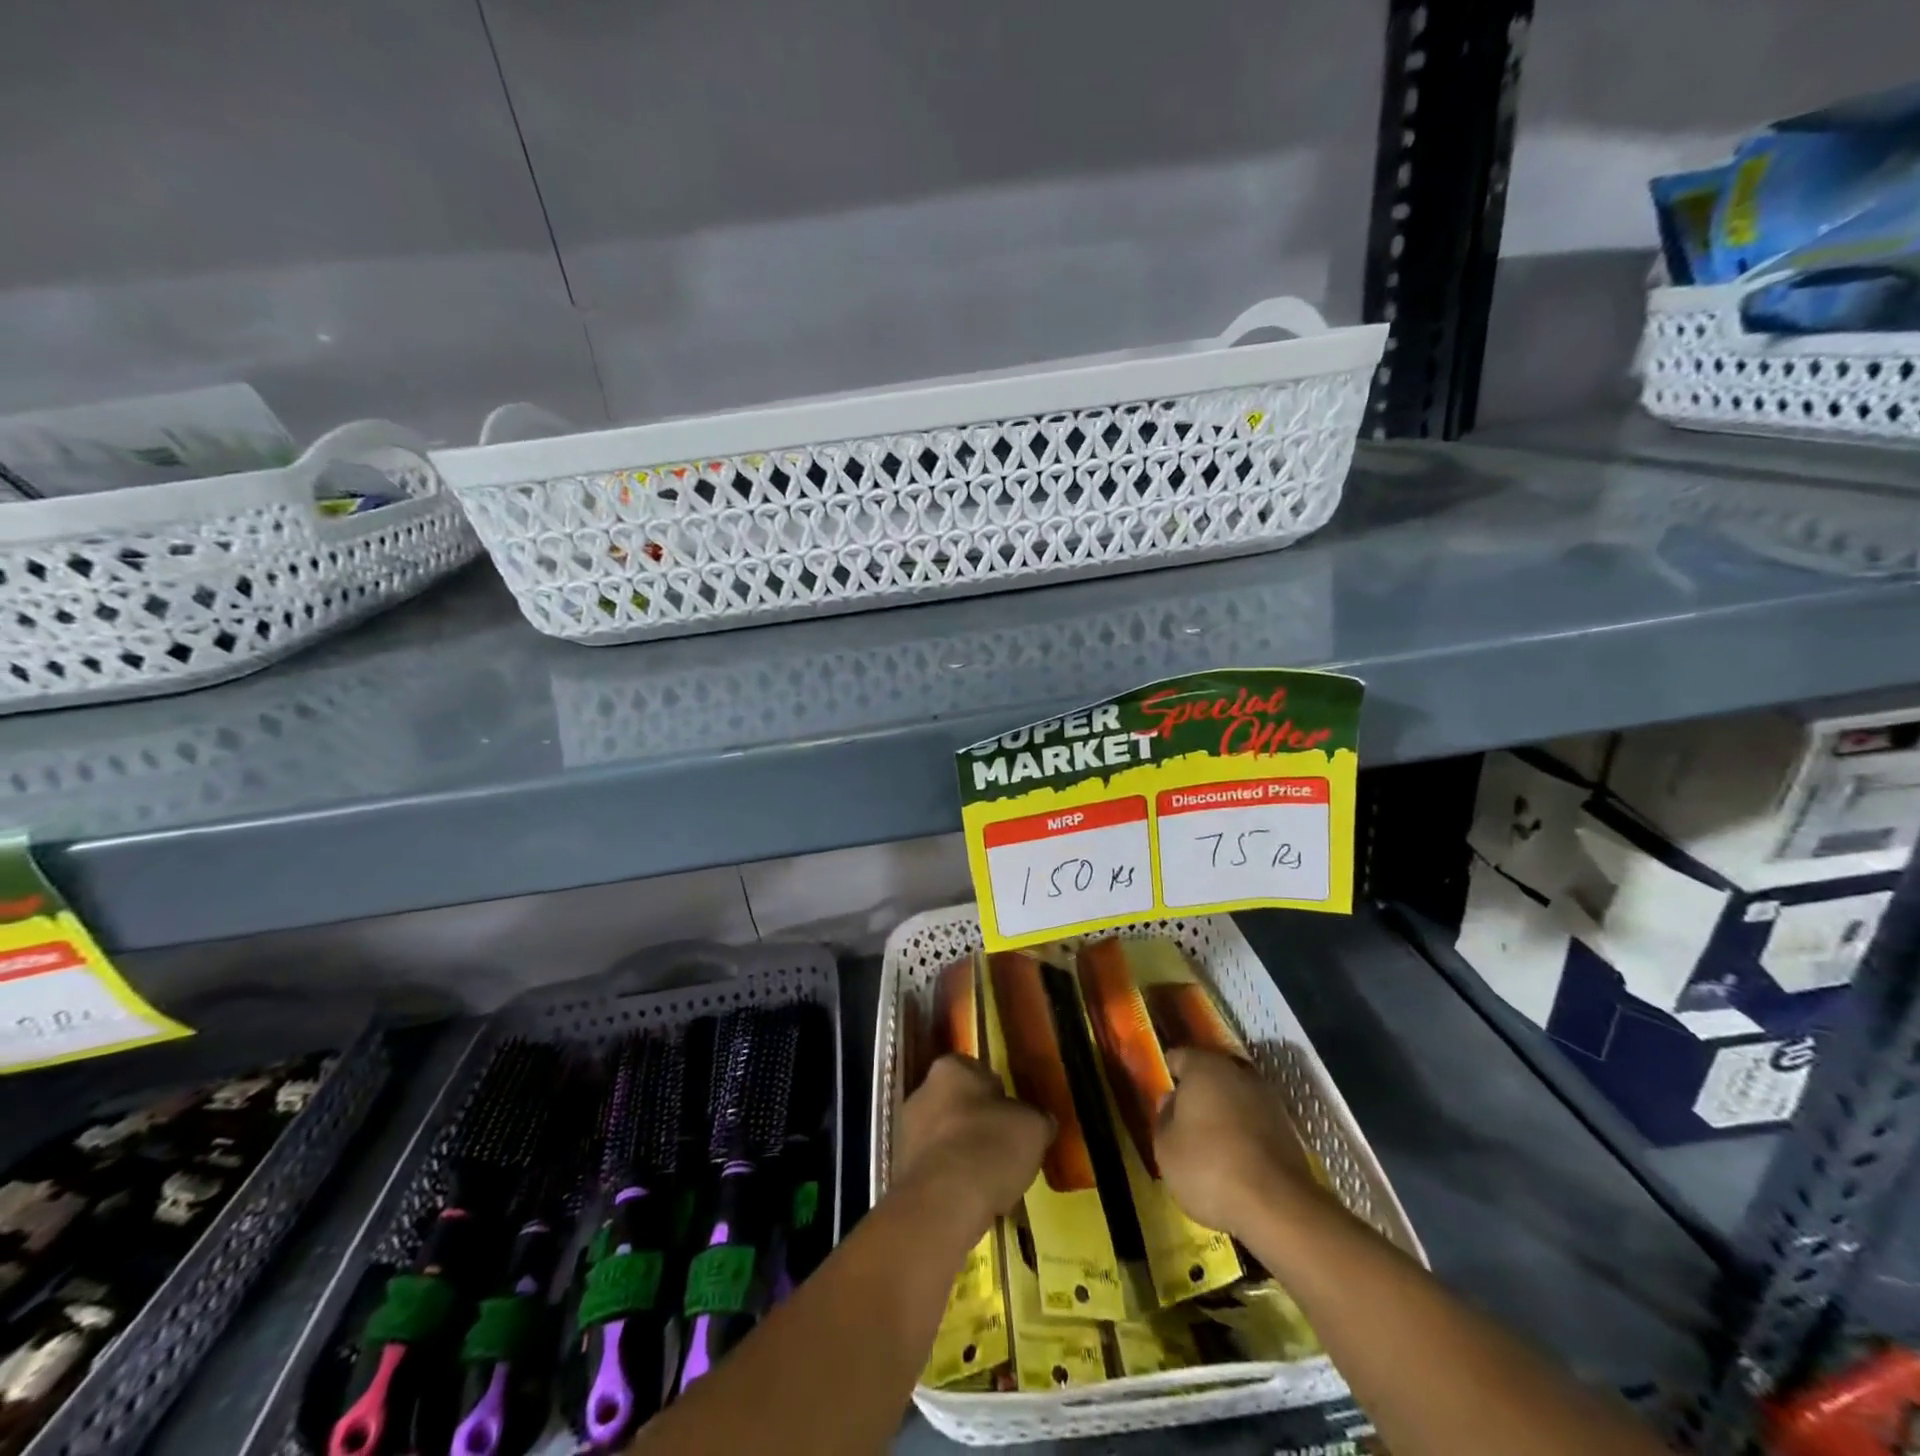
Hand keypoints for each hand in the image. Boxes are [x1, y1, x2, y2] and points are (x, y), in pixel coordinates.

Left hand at [893, 1055, 1051, 1231]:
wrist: (944, 1203)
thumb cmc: (990, 1146)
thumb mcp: (1033, 1128)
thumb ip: (1037, 1119)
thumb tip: (1040, 1122)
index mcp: (950, 1068)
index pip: (978, 1072)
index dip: (999, 1094)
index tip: (1015, 1118)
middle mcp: (922, 1091)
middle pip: (958, 1104)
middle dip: (978, 1124)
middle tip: (1005, 1149)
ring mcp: (907, 1132)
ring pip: (945, 1137)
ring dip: (964, 1153)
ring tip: (992, 1181)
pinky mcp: (901, 1170)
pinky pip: (935, 1168)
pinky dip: (952, 1180)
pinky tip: (973, 1200)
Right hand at [1154, 1047, 1316, 1234]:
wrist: (1278, 1206)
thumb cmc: (1208, 1167)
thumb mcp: (1166, 1147)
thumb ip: (1163, 1118)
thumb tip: (1172, 1101)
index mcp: (1203, 1067)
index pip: (1178, 1058)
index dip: (1167, 1075)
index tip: (1160, 1095)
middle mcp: (1238, 1073)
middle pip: (1210, 1076)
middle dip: (1197, 1094)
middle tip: (1183, 1122)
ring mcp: (1268, 1100)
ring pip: (1235, 1099)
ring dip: (1223, 1114)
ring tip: (1210, 1146)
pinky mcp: (1288, 1129)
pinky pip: (1255, 1123)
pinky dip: (1244, 1135)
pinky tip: (1236, 1161)